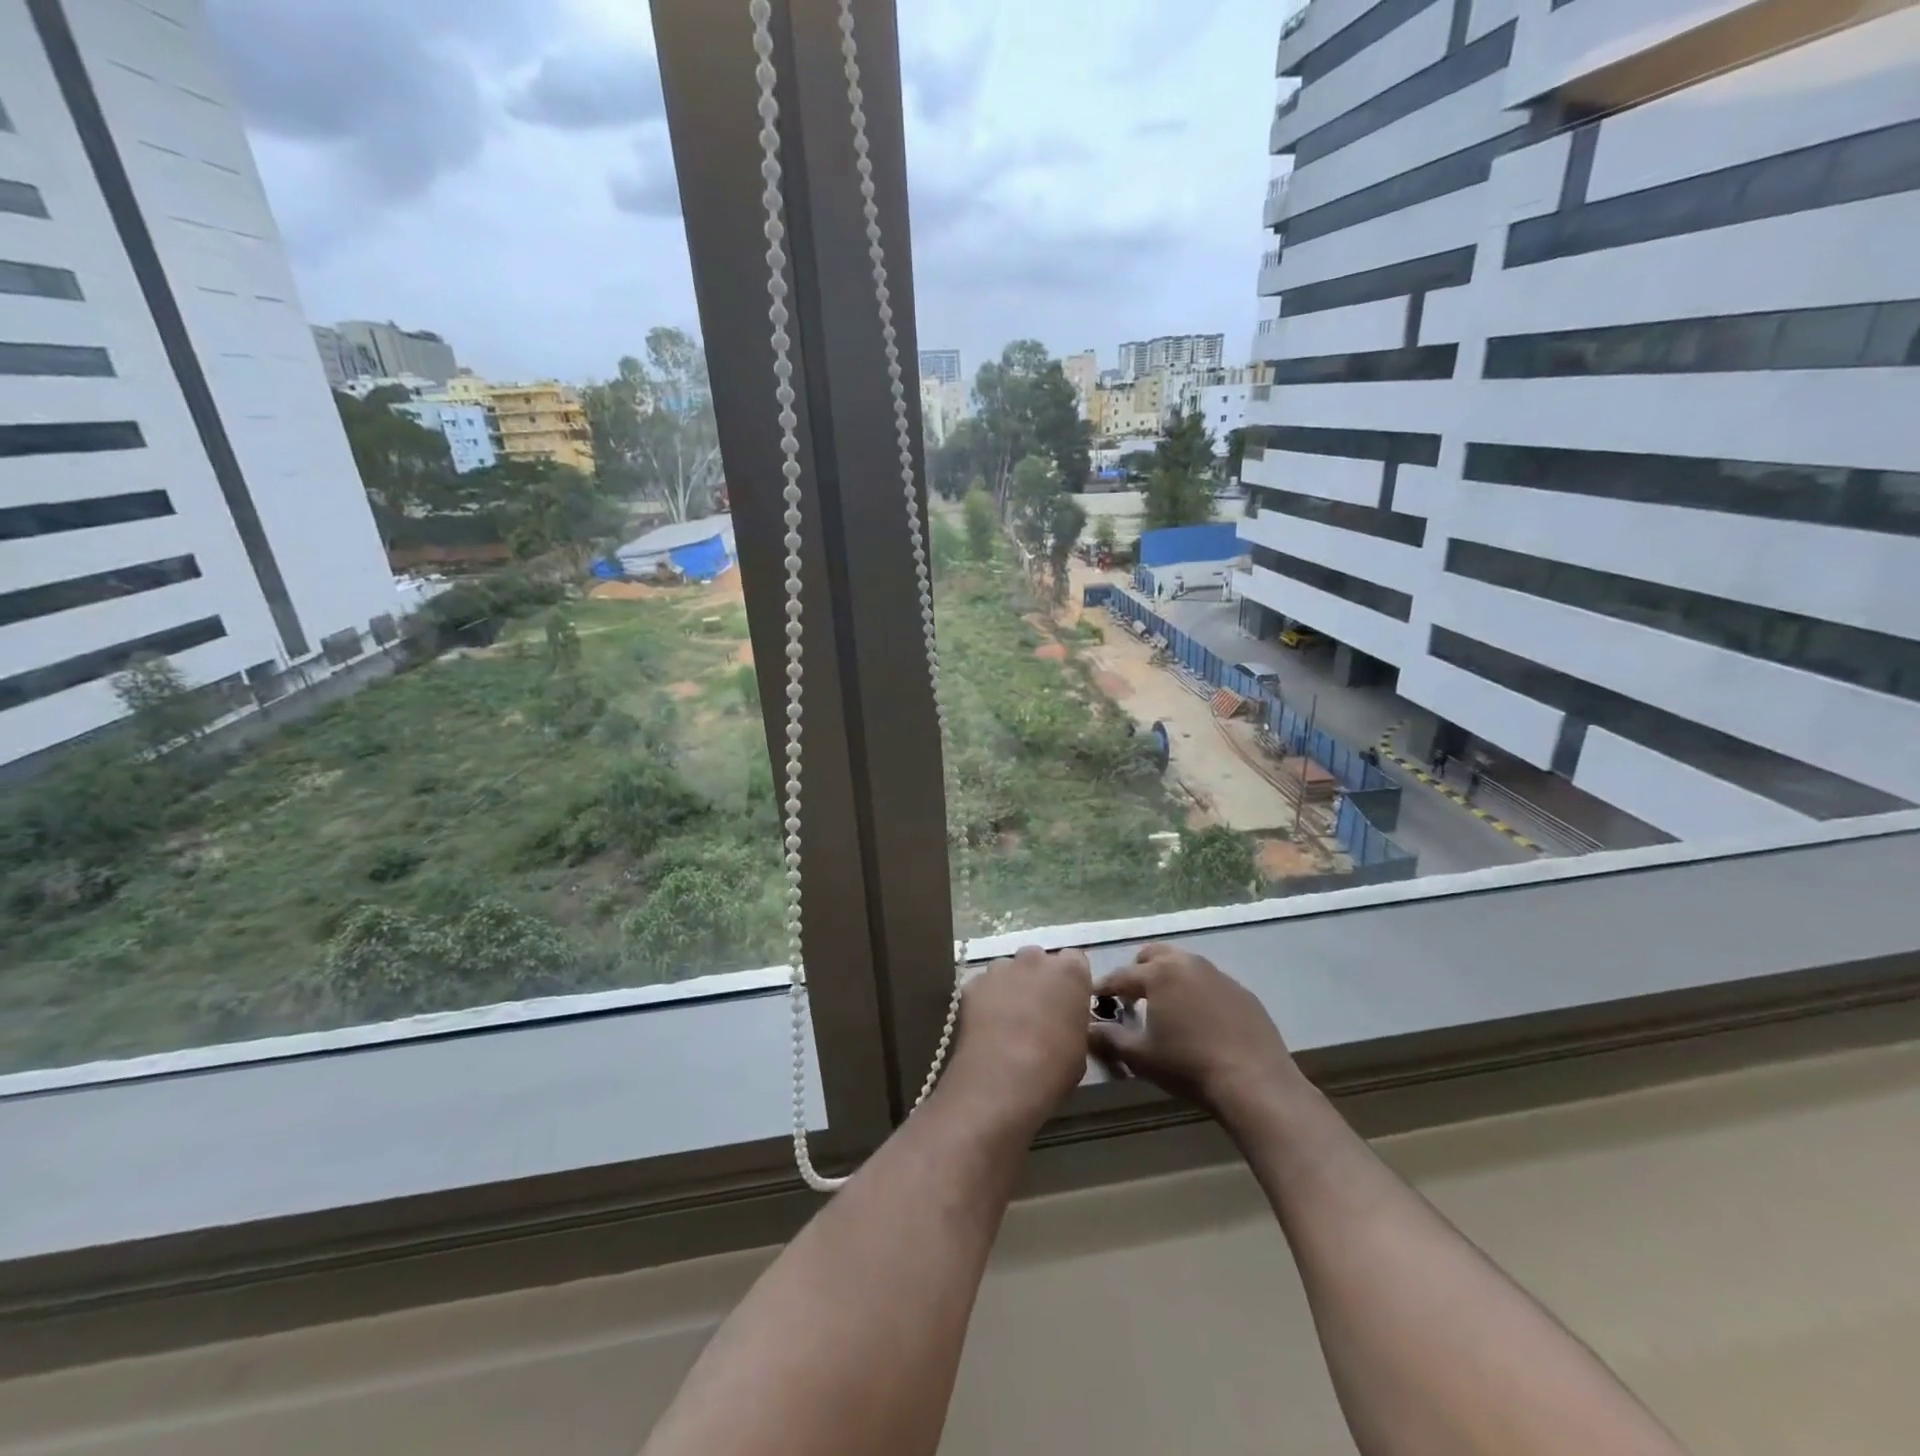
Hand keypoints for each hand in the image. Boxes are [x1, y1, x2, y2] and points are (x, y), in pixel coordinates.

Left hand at [943, 946, 1093, 1125]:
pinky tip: (986, 1026)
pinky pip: (984, 986)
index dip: (1070, 980)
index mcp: (1069, 972)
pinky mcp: (973, 983)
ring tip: (1007, 1020)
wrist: (1002, 1080)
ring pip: (1008, 970)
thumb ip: (1072, 1018)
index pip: (1075, 960)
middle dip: (1038, 978)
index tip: (1067, 1000)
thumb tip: (1062, 1018)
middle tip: (1037, 1010)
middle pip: (1038, 960)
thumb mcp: (1080, 1045)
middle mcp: (1035, 960)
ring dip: (1011, 986)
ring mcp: (1000, 968)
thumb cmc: (1053, 1067)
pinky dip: (986, 1000)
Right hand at [1090, 943, 1300, 1126]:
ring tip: (1166, 1006)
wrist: (1255, 1082)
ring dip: (1169, 978)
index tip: (1094, 996)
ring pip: (1184, 965)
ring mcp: (1218, 975)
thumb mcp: (1141, 1057)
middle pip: (1153, 955)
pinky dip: (1196, 992)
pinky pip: (1210, 983)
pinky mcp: (1242, 991)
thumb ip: (1109, 1039)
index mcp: (1159, 973)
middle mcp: (1187, 963)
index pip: (1121, 975)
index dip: (1104, 986)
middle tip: (1131, 996)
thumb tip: (1088, 1029)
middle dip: (1137, 971)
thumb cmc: (1189, 1065)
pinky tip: (1200, 1020)